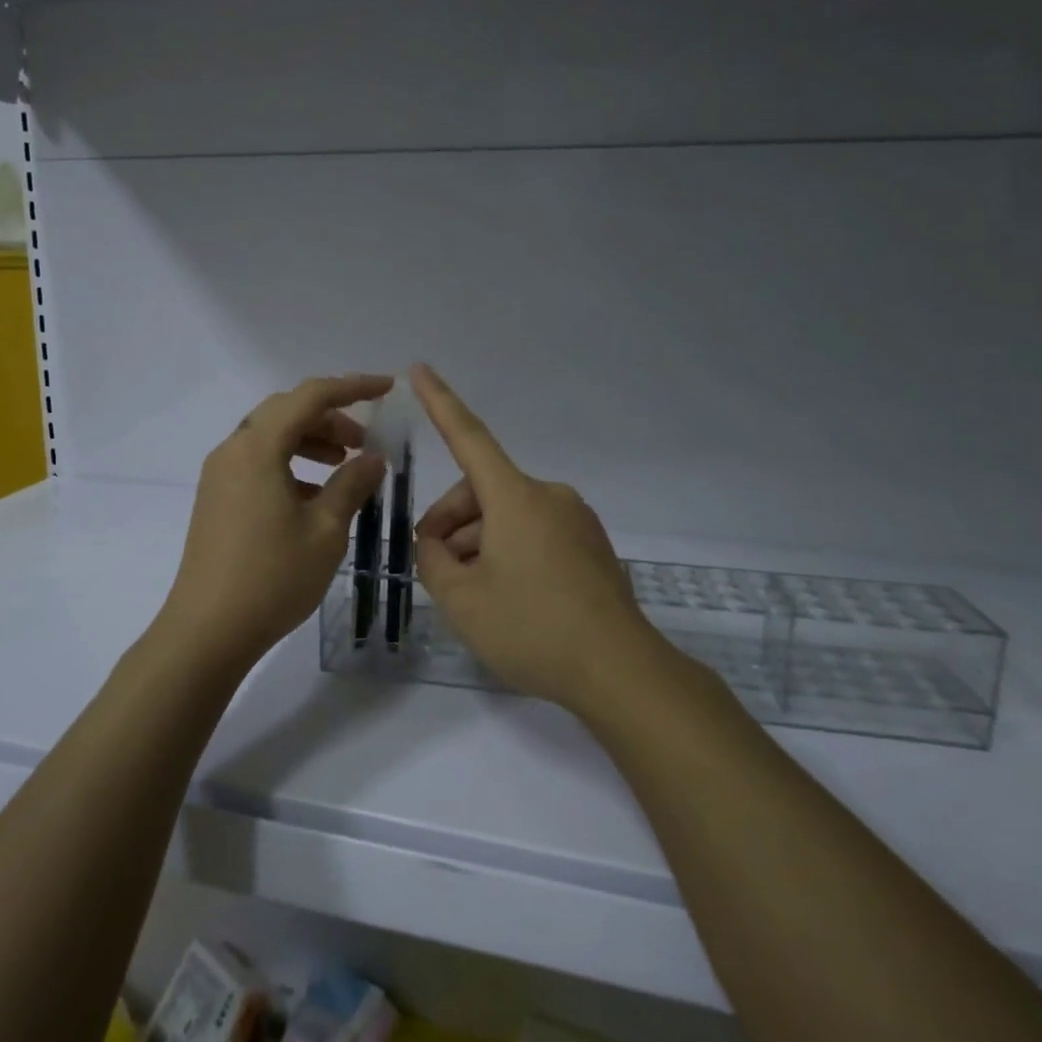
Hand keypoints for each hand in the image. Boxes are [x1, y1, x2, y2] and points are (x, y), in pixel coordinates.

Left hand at [156, 375, 393, 674]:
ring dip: (310, 440)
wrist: (206, 631)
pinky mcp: (216, 498)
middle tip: (364, 441)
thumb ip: (352, 484)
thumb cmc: (272, 577)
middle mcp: (233, 450)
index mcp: (258, 447)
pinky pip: (257, 462)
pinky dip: (289, 464)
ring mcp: (219, 475)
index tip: (387, 389)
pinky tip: (313, 495)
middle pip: (286, 412)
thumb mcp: (325, 530)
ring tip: (343, 465)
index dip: (353, 387)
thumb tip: (373, 458)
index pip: (311, 396)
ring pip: (270, 437)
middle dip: (330, 417)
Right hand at [410, 364, 660, 711]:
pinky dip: (510, 552)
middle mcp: (548, 496)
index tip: (420, 369)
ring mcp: (575, 520)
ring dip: (480, 543)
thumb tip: (435, 543)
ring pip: (507, 516)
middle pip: (482, 492)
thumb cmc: (532, 628)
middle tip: (436, 570)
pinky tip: (508, 597)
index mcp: (516, 496)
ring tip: (472, 595)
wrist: (621, 672)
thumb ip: (433, 562)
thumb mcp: (462, 600)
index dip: (440, 402)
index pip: (468, 437)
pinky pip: (536, 533)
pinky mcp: (591, 546)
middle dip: (451, 523)